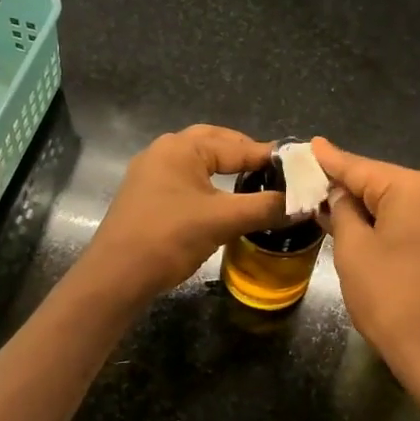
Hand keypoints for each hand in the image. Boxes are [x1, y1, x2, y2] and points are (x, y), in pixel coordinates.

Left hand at [80, 126, 285, 305]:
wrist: (116, 276)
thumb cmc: (169, 238)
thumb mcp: (223, 221)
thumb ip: (265, 208)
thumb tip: (304, 203)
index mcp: (181, 147)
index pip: (237, 145)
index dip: (269, 157)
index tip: (300, 168)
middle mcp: (163, 151)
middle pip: (215, 144)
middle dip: (245, 156)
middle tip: (276, 173)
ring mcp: (150, 173)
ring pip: (198, 163)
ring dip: (226, 170)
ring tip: (254, 185)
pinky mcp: (145, 196)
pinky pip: (185, 181)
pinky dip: (208, 186)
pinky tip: (222, 202)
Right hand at [313, 137, 419, 397]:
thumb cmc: (389, 296)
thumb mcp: (353, 249)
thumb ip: (342, 211)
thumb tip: (338, 193)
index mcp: (414, 189)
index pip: (361, 168)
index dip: (331, 160)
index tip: (309, 144)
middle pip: (380, 182)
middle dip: (345, 184)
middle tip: (309, 177)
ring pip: (394, 203)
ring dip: (362, 206)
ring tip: (325, 200)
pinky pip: (407, 222)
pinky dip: (381, 222)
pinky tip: (357, 225)